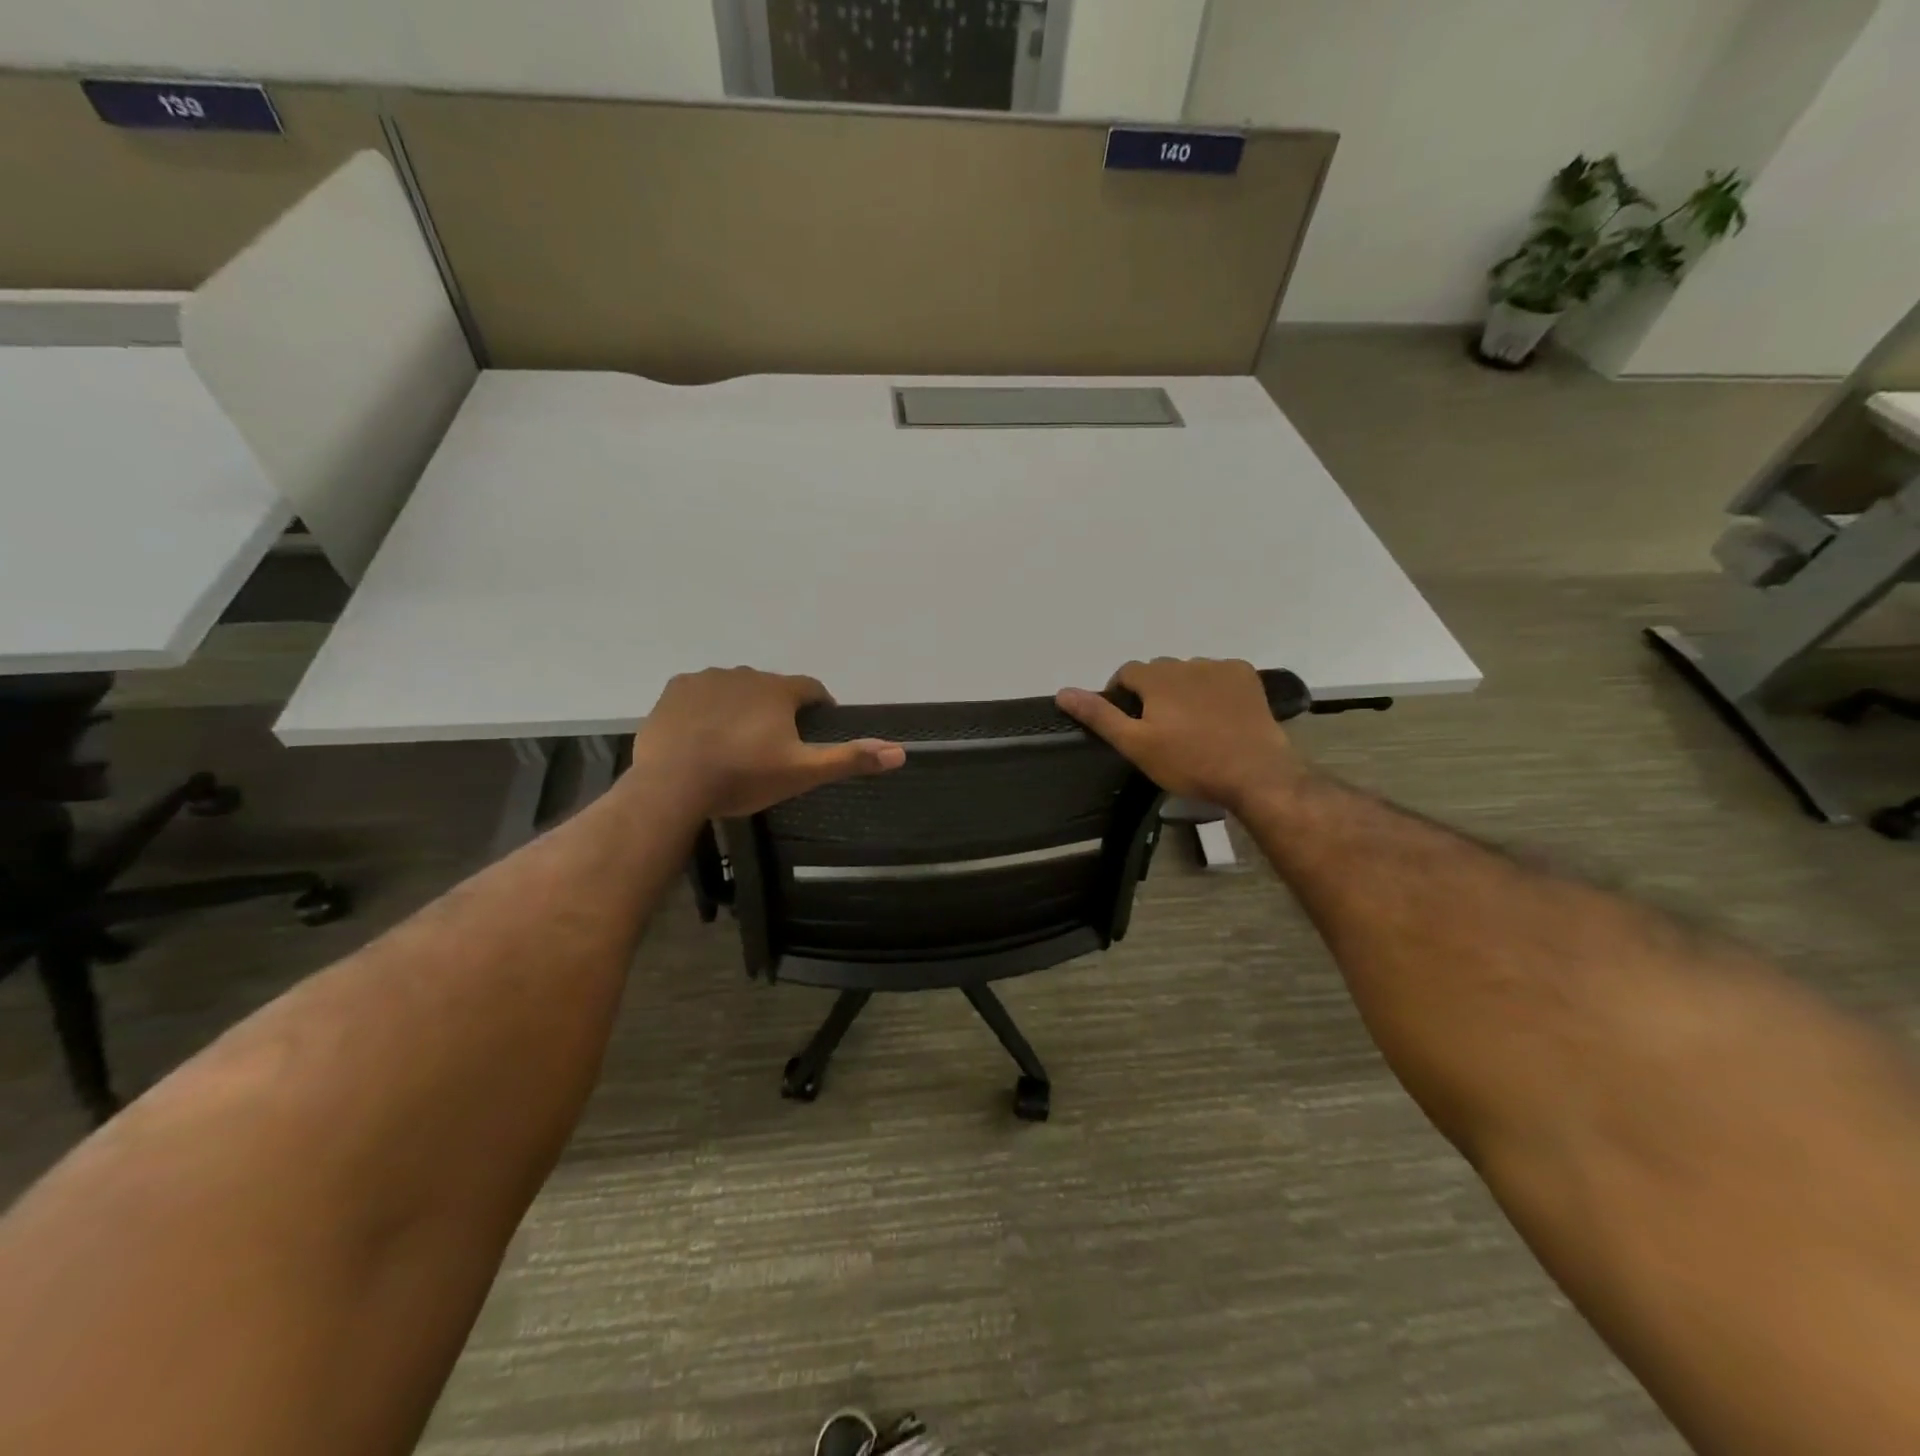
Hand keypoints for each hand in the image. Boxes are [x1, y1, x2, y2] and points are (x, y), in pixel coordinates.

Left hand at [630, 668, 904, 818]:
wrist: (673, 784)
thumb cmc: (744, 777)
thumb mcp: (803, 773)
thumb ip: (850, 759)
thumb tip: (901, 752)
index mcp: (779, 690)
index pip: (812, 689)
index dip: (819, 707)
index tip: (816, 728)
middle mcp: (745, 673)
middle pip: (771, 688)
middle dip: (777, 709)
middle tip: (773, 746)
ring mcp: (706, 679)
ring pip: (735, 689)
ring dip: (741, 707)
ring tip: (735, 742)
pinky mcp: (675, 690)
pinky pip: (700, 693)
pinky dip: (707, 708)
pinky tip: (703, 735)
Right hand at [1056, 658, 1305, 812]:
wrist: (1255, 773)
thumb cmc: (1189, 762)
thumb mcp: (1136, 745)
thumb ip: (1100, 716)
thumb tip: (1063, 692)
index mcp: (1156, 677)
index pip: (1126, 672)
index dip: (1120, 693)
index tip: (1128, 722)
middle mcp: (1186, 663)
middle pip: (1158, 671)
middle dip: (1153, 692)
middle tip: (1159, 729)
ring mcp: (1220, 667)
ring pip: (1189, 672)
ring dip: (1183, 689)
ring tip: (1191, 724)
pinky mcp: (1247, 677)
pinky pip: (1219, 675)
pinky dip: (1213, 689)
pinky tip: (1218, 716)